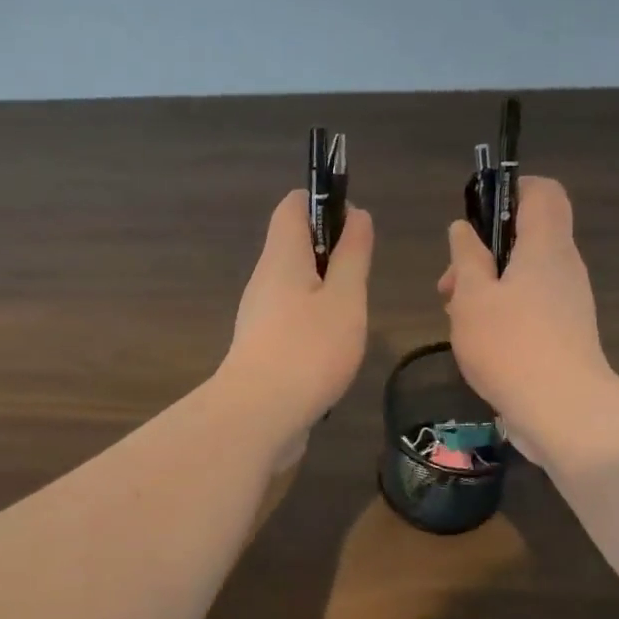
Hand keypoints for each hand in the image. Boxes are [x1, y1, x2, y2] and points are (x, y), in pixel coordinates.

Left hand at [218, 190, 373, 462]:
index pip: (293, 206)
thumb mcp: (345, 298)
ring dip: (325, 293)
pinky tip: (333, 350)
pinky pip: (290, 319)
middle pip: (294, 246)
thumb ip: (352, 256)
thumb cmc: (309, 349)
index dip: (323, 202)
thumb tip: (356, 215)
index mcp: (282, 256)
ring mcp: (258, 316)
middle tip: (360, 282)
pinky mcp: (260, 348)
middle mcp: (264, 280)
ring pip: (295, 287)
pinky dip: (313, 323)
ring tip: (352, 319)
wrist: (258, 416)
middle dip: (331, 254)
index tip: (355, 226)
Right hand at [438, 176, 610, 457]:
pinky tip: (478, 339)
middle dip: (482, 251)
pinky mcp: (566, 331)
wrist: (563, 409)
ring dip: (487, 285)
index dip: (510, 189)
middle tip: (449, 283)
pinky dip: (503, 308)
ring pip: (524, 273)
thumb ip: (466, 258)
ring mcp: (569, 300)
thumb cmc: (510, 344)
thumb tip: (463, 229)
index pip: (542, 191)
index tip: (475, 214)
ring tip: (455, 316)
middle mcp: (564, 265)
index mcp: (545, 246)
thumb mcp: (472, 297)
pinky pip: (532, 302)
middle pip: (527, 235)